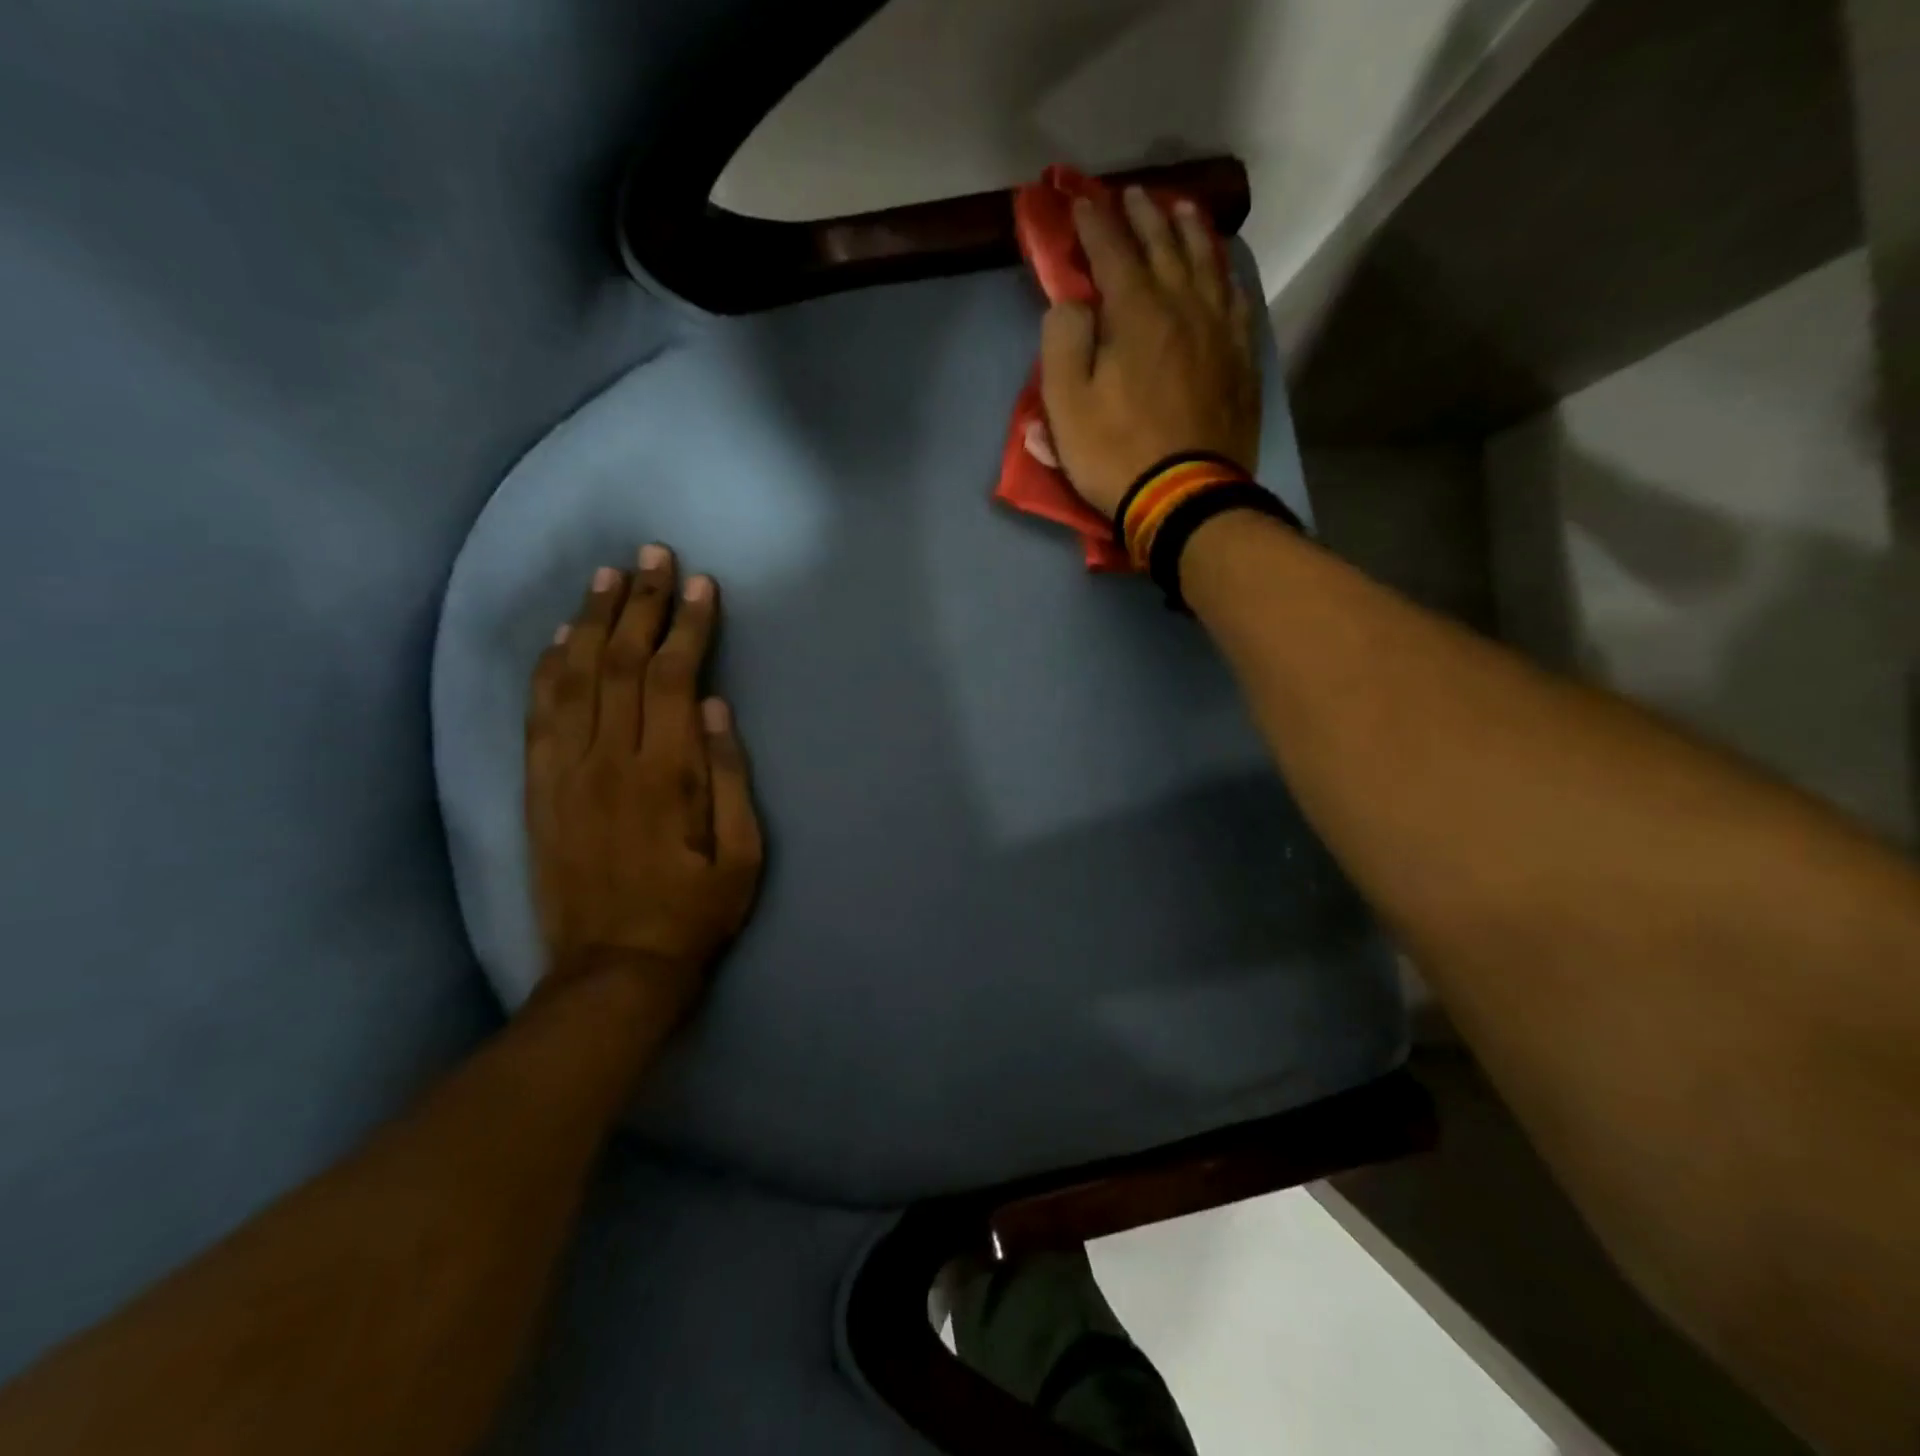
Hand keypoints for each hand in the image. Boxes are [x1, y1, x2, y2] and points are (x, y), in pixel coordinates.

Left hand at [525, 546, 763, 1016]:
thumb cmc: (694, 913)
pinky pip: (537, 715)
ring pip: (573, 677)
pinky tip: (559, 637)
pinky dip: (547, 669)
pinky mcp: (538, 790)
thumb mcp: (742, 855)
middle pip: (620, 662)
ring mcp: (564, 772)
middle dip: (640, 604)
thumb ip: (729, 776)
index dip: (686, 626)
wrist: (614, 970)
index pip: (671, 677)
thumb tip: (712, 706)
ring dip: (592, 621)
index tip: (700, 586)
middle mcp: (608, 760)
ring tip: (607, 576)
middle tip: (653, 556)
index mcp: (664, 774)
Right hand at [1039, 186, 1261, 518]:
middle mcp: (1183, 306)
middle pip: (1164, 246)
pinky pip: (1236, 300)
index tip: (1080, 201)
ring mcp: (1219, 331)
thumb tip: (1073, 303)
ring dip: (1189, 232)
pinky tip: (1222, 269)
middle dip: (1144, 216)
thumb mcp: (1066, 405)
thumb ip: (1062, 342)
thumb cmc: (1117, 454)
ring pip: (1206, 264)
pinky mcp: (1240, 360)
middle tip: (1132, 194)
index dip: (1094, 222)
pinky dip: (1225, 274)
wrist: (1186, 497)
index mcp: (1136, 313)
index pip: (1113, 251)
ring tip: (1181, 209)